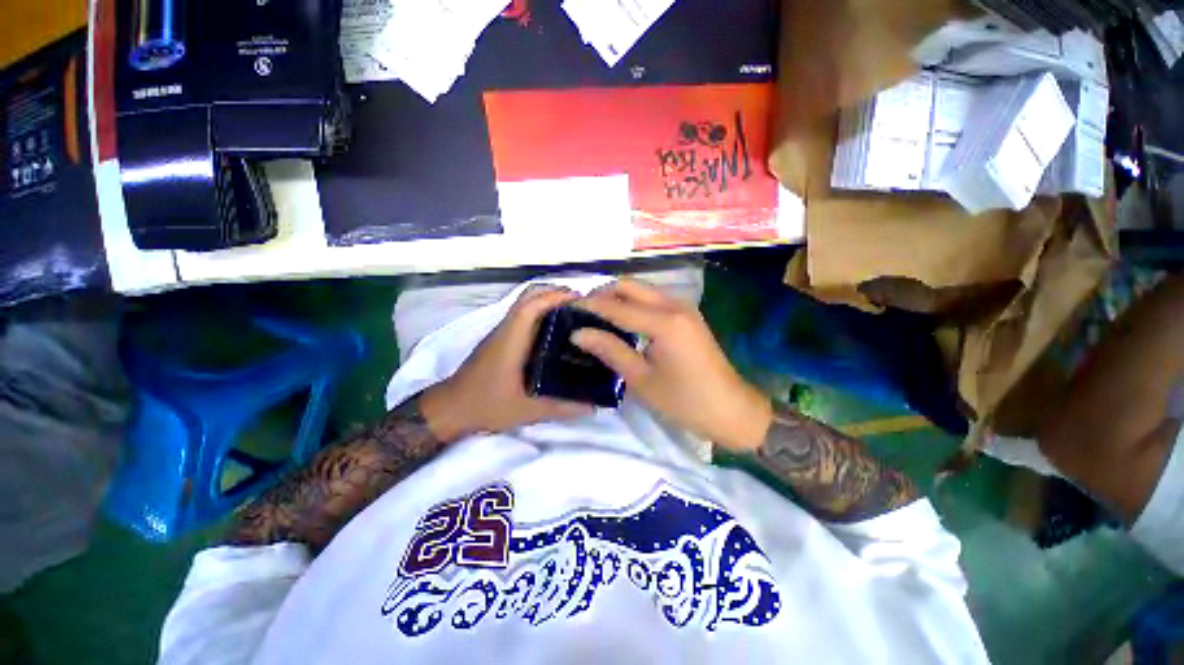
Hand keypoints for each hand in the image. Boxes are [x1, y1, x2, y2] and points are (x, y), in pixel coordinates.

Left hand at [420, 286, 593, 440]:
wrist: (452, 408)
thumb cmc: (486, 404)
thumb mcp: (527, 410)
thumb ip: (562, 408)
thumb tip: (594, 407)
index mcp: (512, 338)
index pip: (534, 304)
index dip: (558, 297)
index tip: (584, 303)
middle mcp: (507, 328)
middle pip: (530, 295)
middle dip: (557, 294)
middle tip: (583, 309)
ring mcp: (502, 332)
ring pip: (526, 304)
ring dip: (549, 302)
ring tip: (575, 317)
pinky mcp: (501, 338)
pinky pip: (524, 316)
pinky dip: (542, 314)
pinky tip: (557, 334)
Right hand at [573, 279, 772, 450]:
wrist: (732, 410)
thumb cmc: (685, 401)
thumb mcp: (642, 379)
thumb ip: (610, 350)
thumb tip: (578, 333)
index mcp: (663, 322)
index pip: (615, 305)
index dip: (588, 306)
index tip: (565, 310)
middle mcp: (674, 304)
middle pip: (629, 285)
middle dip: (603, 294)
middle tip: (582, 315)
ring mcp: (683, 307)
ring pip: (642, 289)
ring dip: (618, 298)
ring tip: (597, 318)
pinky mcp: (687, 315)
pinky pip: (653, 299)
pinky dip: (633, 305)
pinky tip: (622, 322)